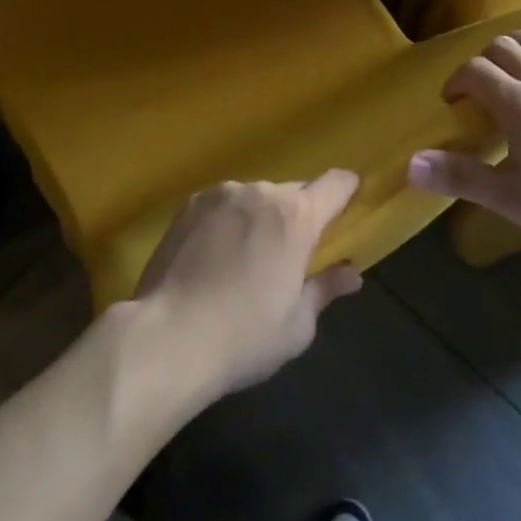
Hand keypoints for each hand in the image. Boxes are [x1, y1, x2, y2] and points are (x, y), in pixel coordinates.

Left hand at [131, 171, 363, 401]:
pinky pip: (223, 205)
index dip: (346, 189)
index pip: (335, 184)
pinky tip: (214, 257)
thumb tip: (352, 274)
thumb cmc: (244, 336)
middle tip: (291, 254)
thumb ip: (325, 290)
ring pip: (255, 199)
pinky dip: (228, 222)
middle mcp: (261, 192)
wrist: (168, 337)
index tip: (350, 200)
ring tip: (245, 259)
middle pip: (293, 192)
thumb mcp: (297, 325)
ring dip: (260, 218)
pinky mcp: (190, 204)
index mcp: (296, 216)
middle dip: (298, 216)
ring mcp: (222, 194)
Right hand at [407, 11, 520, 260]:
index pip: (475, 73)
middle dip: (483, 61)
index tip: (453, 104)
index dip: (457, 81)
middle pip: (504, 48)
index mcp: (518, 106)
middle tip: (480, 89)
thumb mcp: (512, 200)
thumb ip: (460, 178)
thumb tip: (409, 165)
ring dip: (517, 41)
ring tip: (507, 58)